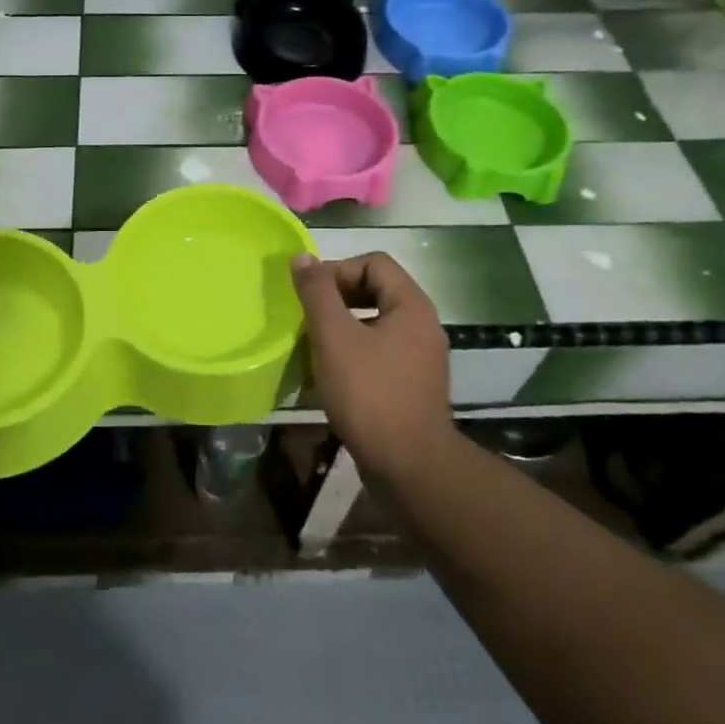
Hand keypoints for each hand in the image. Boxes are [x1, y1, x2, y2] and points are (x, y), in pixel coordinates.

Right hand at [292, 252, 451, 479]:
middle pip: (374, 291)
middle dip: (335, 300)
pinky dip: (350, 356)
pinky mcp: (410, 386)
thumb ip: (317, 293)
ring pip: (372, 325)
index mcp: (411, 306)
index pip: (373, 263)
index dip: (337, 270)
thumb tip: (302, 257)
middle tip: (306, 319)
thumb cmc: (369, 393)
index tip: (309, 295)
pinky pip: (377, 354)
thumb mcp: (334, 337)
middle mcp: (421, 326)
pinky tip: (326, 377)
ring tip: (310, 347)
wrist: (408, 466)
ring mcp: (419, 358)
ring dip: (339, 329)